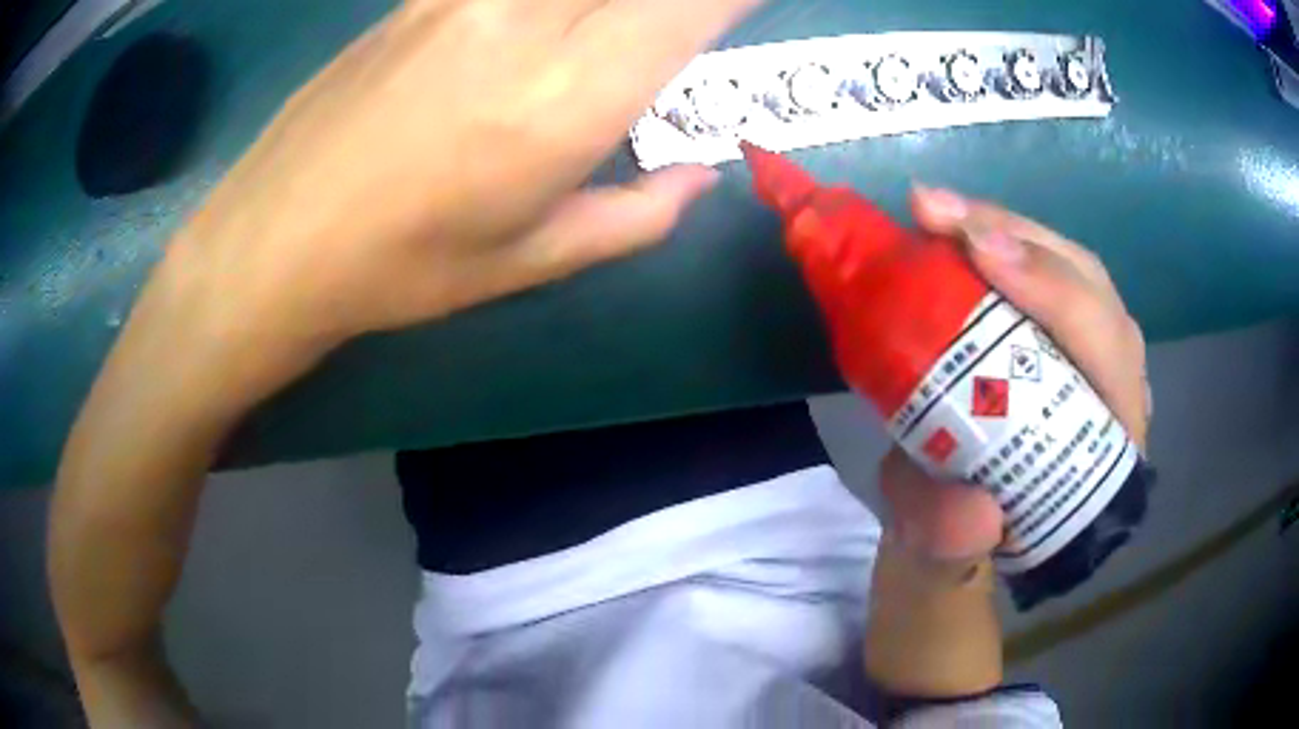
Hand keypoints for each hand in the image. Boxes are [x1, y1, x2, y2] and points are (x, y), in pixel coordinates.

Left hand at [164, 0, 758, 400]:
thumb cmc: (402, 266)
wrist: (274, 238)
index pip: (691, 4)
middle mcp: (527, 19)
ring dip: (611, 3)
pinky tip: (544, 31)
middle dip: (681, 1)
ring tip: (600, 41)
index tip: (747, 6)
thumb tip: (700, 178)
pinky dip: (553, 2)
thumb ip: (637, 215)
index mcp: (569, 96)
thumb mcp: (530, 261)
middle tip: (684, 25)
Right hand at [879, 186, 1149, 574]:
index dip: (1056, 297)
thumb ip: (953, 544)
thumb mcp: (945, 557)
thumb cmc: (961, 540)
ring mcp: (1088, 354)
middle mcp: (1114, 391)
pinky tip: (951, 227)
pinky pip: (1040, 269)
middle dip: (1020, 240)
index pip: (1107, 357)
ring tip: (937, 210)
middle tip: (937, 212)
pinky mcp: (1057, 334)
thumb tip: (974, 509)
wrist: (956, 526)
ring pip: (1069, 266)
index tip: (981, 255)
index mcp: (1109, 452)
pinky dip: (995, 238)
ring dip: (1004, 227)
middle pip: (1092, 290)